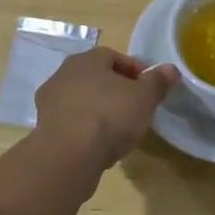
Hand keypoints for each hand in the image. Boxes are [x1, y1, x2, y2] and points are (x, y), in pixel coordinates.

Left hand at [34, 47, 179, 169]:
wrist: (68, 157)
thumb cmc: (109, 116)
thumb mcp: (144, 98)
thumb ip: (157, 81)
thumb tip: (170, 69)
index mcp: (87, 59)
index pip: (115, 57)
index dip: (135, 72)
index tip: (149, 89)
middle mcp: (63, 74)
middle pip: (96, 78)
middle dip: (116, 91)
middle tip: (135, 109)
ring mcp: (50, 102)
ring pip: (82, 101)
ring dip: (99, 110)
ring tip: (118, 131)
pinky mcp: (43, 129)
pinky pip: (72, 123)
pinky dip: (85, 130)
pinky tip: (99, 146)